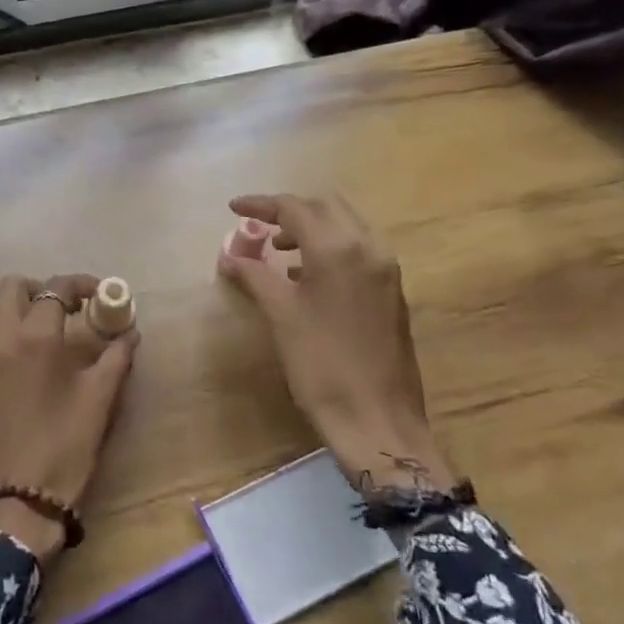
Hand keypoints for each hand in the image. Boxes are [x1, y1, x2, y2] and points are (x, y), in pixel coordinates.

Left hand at [0, 273, 139, 562]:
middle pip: (12, 287)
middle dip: (43, 287)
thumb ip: (116, 358)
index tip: (102, 294)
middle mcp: (2, 339)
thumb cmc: (64, 447)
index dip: (81, 283)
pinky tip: (40, 362)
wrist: (16, 501)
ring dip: (27, 309)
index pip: (55, 289)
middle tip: (72, 307)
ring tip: (59, 334)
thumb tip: (130, 333)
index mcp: (34, 338)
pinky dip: (15, 334)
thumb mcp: (99, 401)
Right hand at [219, 193, 454, 494]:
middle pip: (326, 207)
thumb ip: (256, 276)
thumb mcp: (281, 316)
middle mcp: (369, 248)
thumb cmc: (321, 365)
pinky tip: (306, 275)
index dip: (261, 204)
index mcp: (339, 249)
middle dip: (290, 210)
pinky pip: (359, 249)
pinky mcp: (392, 290)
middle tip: (258, 225)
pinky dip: (330, 247)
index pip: (296, 208)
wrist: (377, 419)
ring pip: (346, 226)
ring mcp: (386, 269)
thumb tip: (230, 256)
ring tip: (277, 250)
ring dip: (311, 227)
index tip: (233, 208)